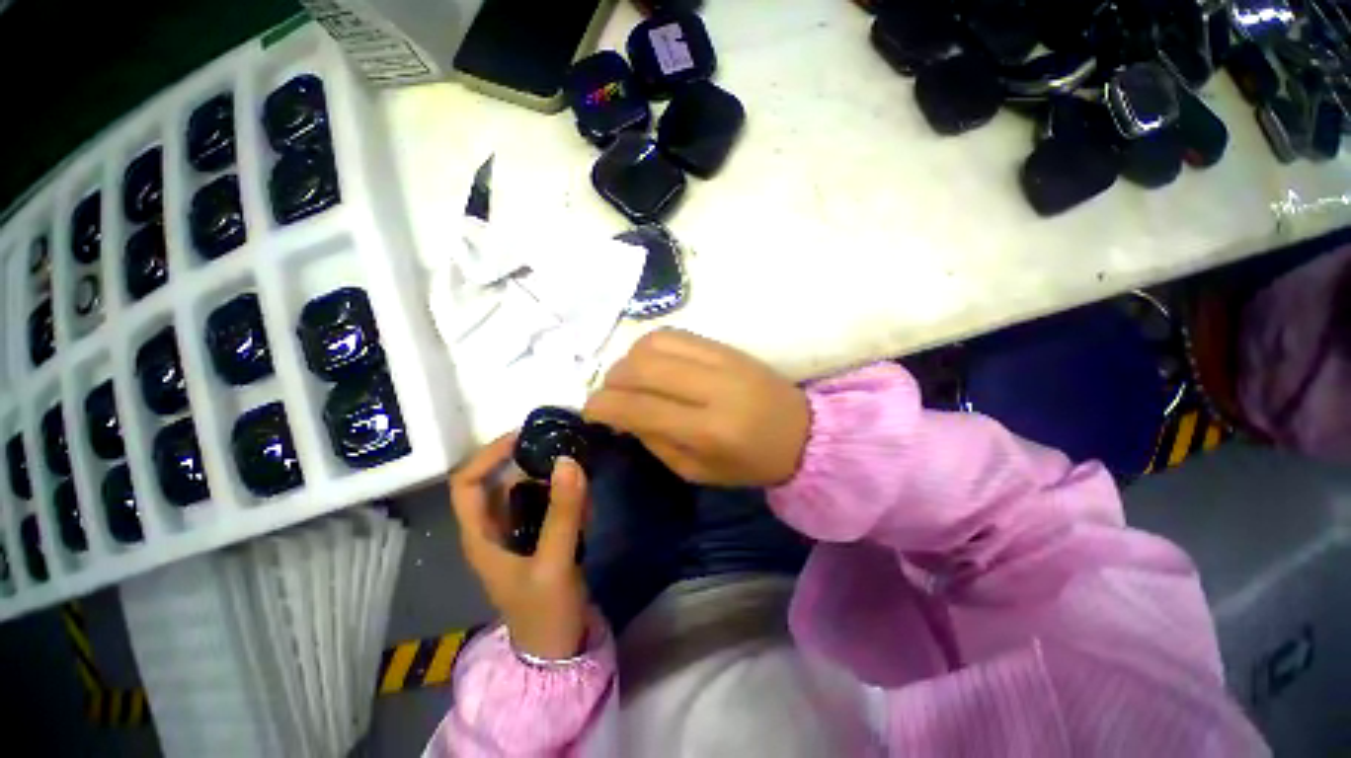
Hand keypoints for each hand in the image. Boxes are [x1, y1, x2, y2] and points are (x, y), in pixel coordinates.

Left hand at [449, 434, 589, 660]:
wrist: (558, 650)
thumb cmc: (545, 612)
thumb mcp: (554, 562)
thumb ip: (563, 512)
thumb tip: (569, 460)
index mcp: (481, 536)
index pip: (468, 483)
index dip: (489, 455)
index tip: (524, 437)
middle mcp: (494, 529)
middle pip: (500, 480)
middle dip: (529, 461)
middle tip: (562, 447)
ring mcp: (518, 533)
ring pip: (528, 490)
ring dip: (553, 478)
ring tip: (581, 474)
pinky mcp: (539, 538)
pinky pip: (549, 504)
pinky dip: (566, 496)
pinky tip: (587, 503)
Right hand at [584, 329, 809, 486]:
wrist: (802, 431)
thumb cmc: (749, 463)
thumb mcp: (697, 471)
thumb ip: (654, 440)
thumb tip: (621, 414)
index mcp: (707, 430)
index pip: (639, 406)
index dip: (602, 406)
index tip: (589, 411)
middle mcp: (712, 387)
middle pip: (641, 367)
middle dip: (611, 380)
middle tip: (610, 396)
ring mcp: (721, 359)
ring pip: (653, 343)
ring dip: (629, 359)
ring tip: (631, 380)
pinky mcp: (725, 345)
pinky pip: (674, 334)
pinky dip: (651, 346)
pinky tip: (652, 364)